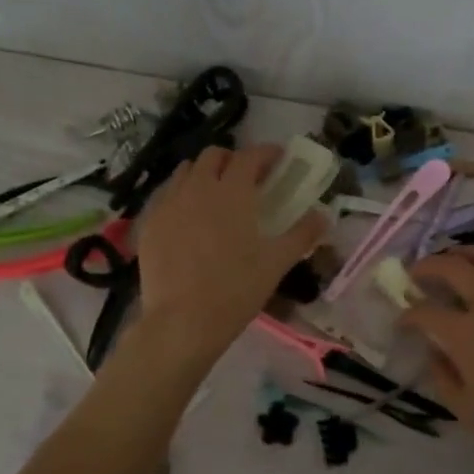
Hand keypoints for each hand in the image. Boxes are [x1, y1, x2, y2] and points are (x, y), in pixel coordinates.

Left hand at [133, 144, 327, 365]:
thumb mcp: (277, 263)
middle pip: (213, 155)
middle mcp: (197, 187)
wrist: (182, 321)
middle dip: (232, 159)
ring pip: (185, 171)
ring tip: (214, 194)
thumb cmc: (236, 290)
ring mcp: (168, 204)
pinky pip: (165, 196)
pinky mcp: (148, 224)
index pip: (249, 156)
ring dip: (203, 173)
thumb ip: (302, 234)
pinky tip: (188, 218)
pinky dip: (180, 195)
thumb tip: (324, 215)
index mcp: (232, 191)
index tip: (278, 159)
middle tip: (247, 178)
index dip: (266, 152)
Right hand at [400, 247, 473, 473]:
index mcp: (465, 335)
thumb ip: (441, 375)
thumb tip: (434, 351)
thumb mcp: (464, 409)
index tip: (402, 322)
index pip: (425, 312)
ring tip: (453, 257)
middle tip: (417, 273)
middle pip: (453, 267)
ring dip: (464, 253)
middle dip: (427, 265)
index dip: (407, 315)